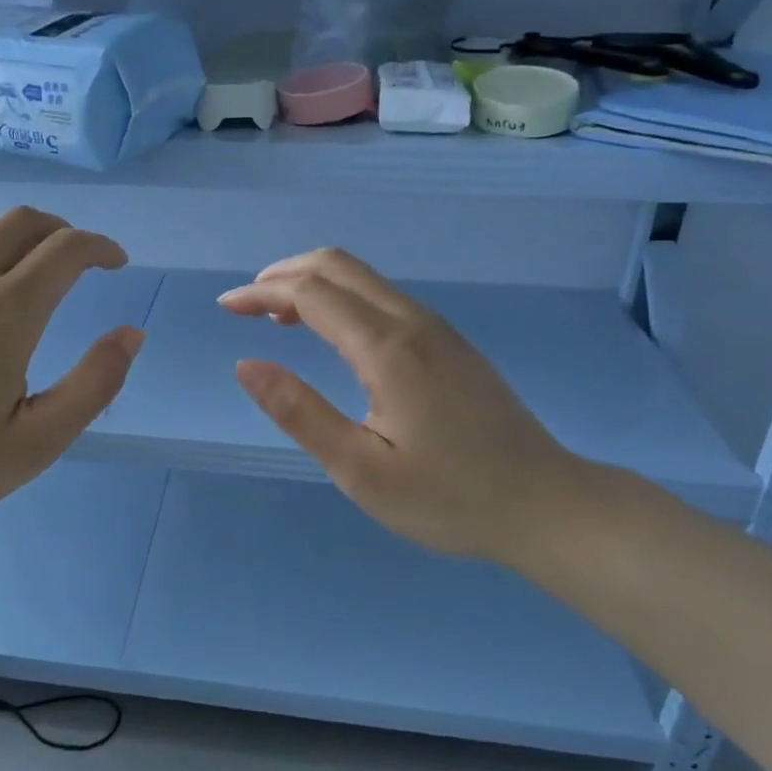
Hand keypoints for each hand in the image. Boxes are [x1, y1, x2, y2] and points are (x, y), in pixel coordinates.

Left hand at [0, 208, 141, 555]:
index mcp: (5, 313)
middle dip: (60, 231)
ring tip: (19, 268)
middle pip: (21, 221)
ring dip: (8, 236)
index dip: (100, 247)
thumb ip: (94, 385)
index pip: (66, 249)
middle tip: (76, 260)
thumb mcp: (37, 443)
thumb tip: (132, 333)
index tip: (115, 263)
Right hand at [219, 248, 601, 564]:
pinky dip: (343, 298)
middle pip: (338, 265)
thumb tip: (246, 365)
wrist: (546, 504)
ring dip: (314, 284)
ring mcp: (437, 328)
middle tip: (247, 305)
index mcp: (387, 348)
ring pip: (364, 278)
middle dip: (284, 274)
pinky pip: (383, 297)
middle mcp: (413, 321)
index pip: (310, 293)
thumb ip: (299, 413)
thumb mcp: (361, 471)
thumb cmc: (450, 498)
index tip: (225, 307)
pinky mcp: (450, 342)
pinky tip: (333, 335)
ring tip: (278, 318)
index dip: (261, 293)